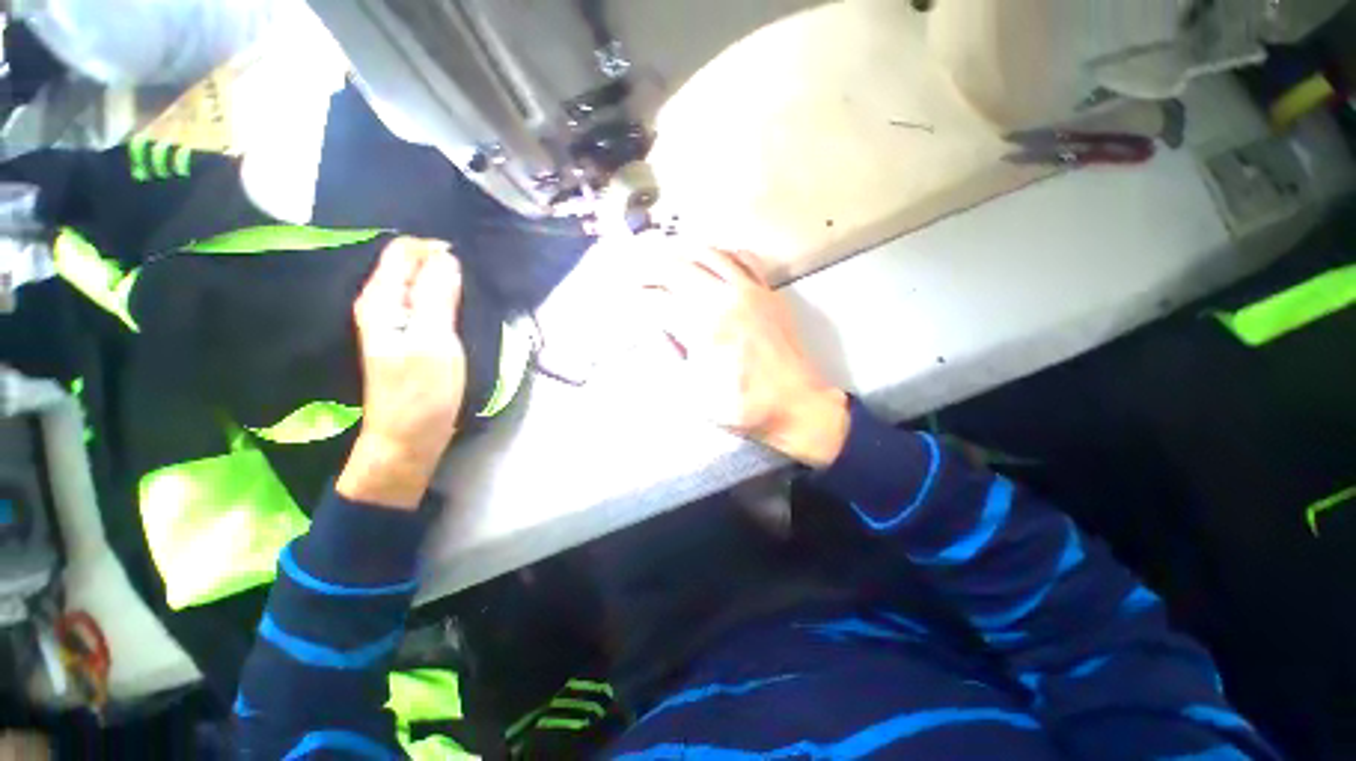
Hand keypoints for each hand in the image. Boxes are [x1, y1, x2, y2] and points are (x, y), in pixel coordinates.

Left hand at [336, 237, 466, 508]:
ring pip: (420, 283)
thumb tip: (447, 257)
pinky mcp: (409, 336)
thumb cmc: (423, 392)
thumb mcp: (435, 341)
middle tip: (475, 279)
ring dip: (445, 280)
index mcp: (381, 300)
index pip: (403, 251)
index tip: (468, 264)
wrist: (410, 436)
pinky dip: (444, 297)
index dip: (435, 249)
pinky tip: (462, 306)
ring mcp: (394, 321)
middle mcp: (382, 304)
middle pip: (410, 264)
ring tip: (473, 289)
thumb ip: (438, 296)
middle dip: (442, 262)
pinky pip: (426, 302)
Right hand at [643, 246, 848, 467]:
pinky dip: (722, 253)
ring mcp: (750, 291)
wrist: (797, 405)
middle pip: (678, 267)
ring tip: (666, 260)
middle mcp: (725, 298)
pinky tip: (713, 260)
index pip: (658, 300)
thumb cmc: (743, 406)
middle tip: (637, 275)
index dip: (636, 299)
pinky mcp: (768, 292)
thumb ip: (667, 359)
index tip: (626, 300)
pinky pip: (744, 258)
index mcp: (703, 327)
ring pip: (709, 253)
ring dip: (682, 253)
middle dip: (650, 269)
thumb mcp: (693, 396)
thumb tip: (655, 329)